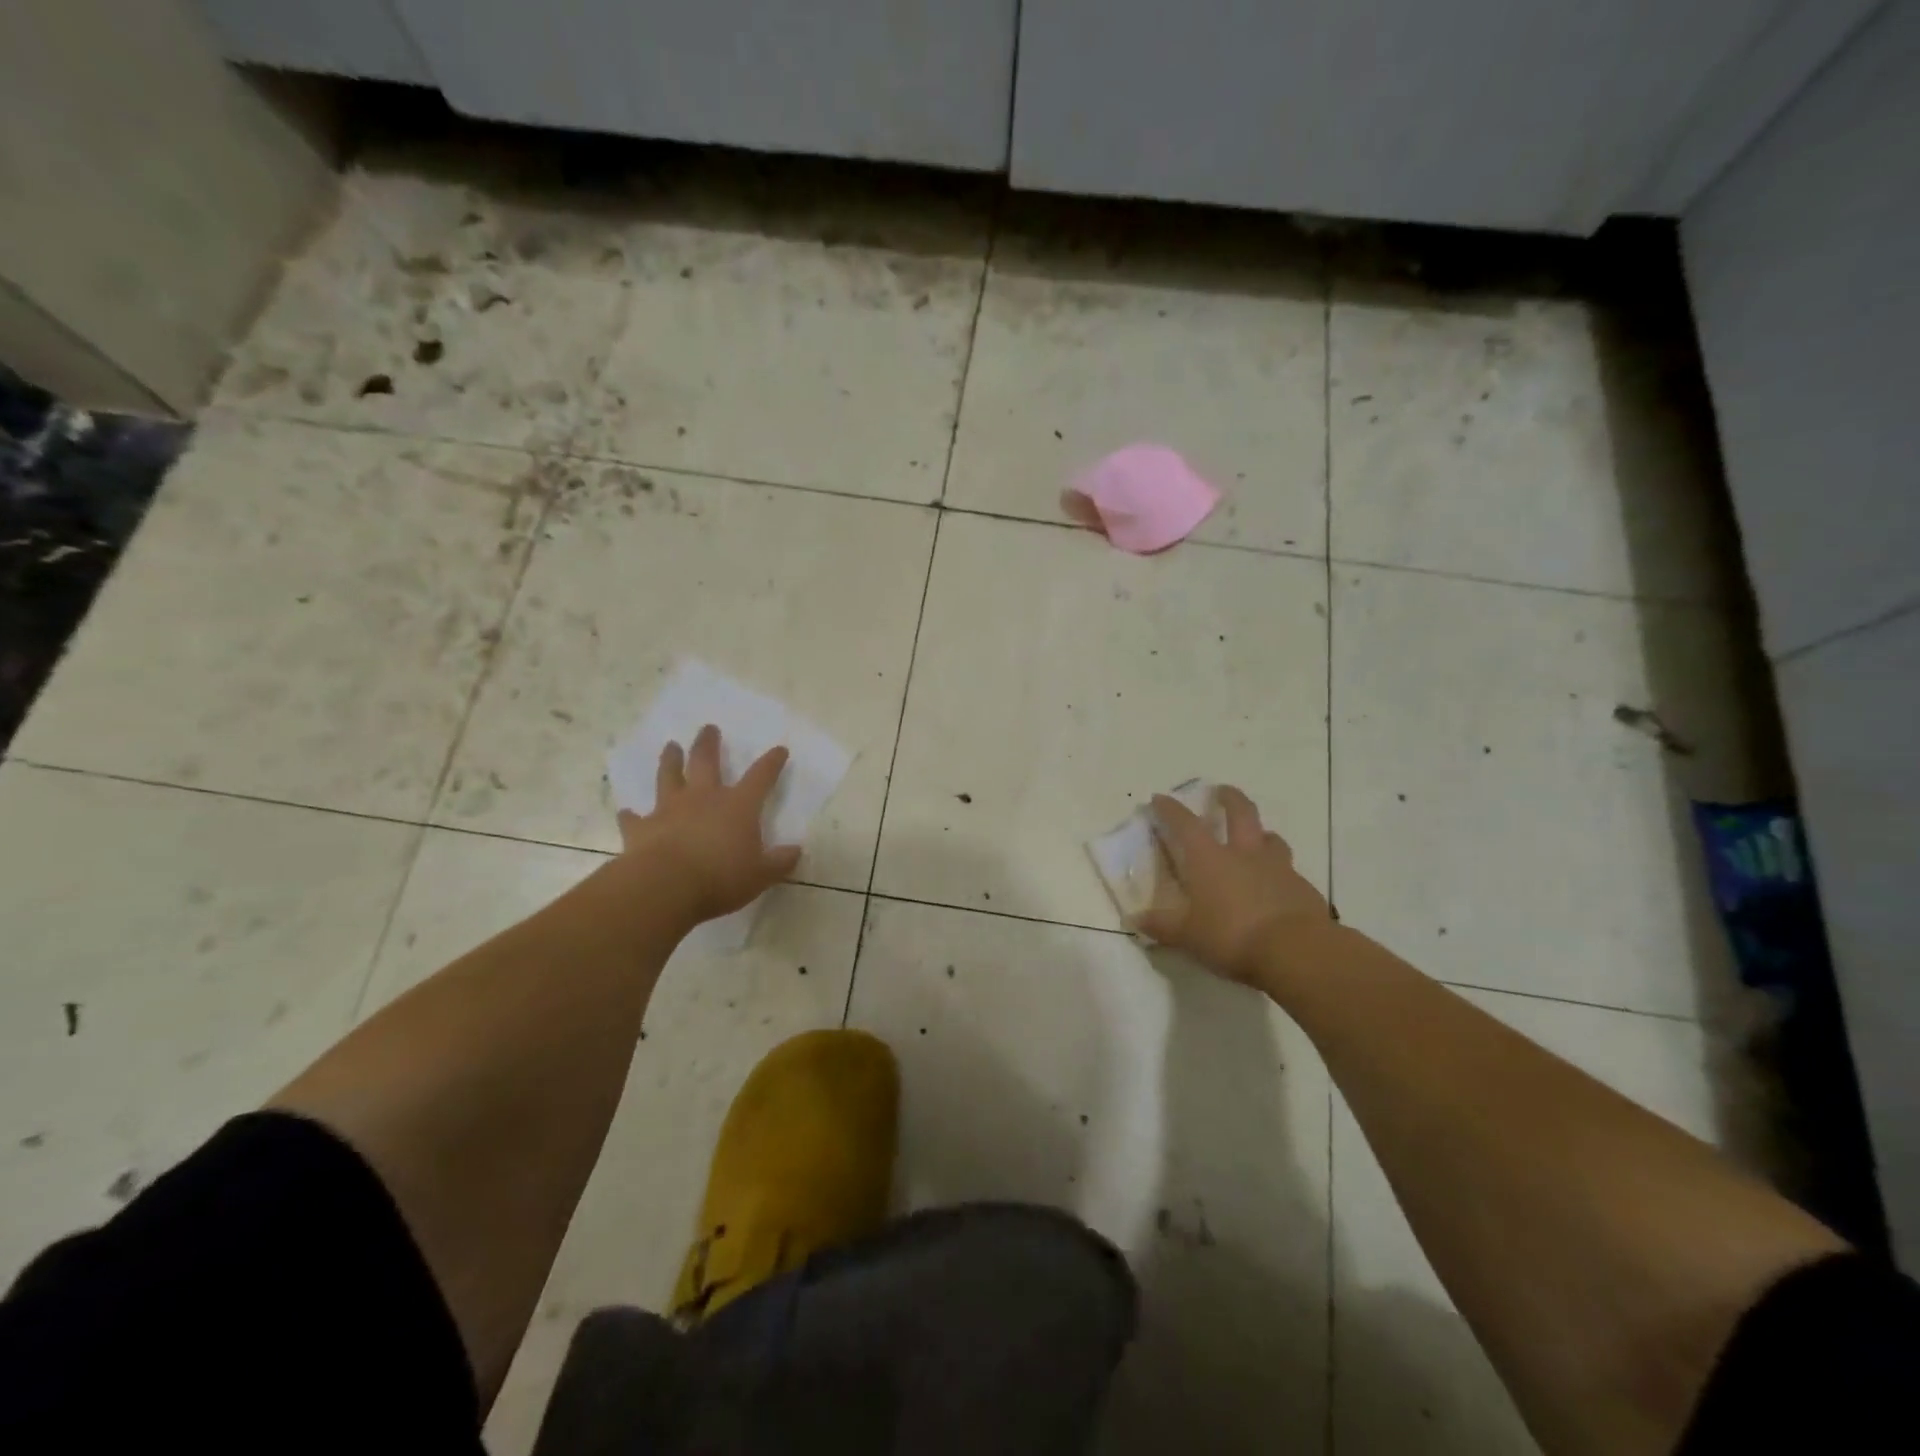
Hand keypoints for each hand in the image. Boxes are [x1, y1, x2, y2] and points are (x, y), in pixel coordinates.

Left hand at [617, 725, 801, 925]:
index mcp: (738, 806)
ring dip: (670, 760)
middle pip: (706, 762)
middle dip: (709, 744)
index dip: (771, 762)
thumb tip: (795, 851)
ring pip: (669, 777)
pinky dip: (631, 815)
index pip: (761, 777)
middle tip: (708, 728)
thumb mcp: (761, 874)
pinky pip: (634, 818)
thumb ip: (779, 862)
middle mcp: (704, 799)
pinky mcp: (641, 828)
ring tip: (670, 746)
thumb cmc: (721, 878)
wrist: (665, 886)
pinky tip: (627, 812)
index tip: (779, 749)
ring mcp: (670, 810)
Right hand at [1133, 785, 1329, 986]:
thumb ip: (1162, 926)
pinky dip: (1280, 873)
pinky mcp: (1303, 889)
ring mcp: (1278, 868)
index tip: (1160, 798)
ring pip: (1271, 839)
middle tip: (1222, 790)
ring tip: (1257, 839)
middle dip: (1230, 798)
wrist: (1296, 951)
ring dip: (1262, 834)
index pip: (1185, 824)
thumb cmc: (1232, 936)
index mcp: (1210, 859)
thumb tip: (1136, 920)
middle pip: (1240, 813)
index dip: (1171, 810)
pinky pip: (1290, 872)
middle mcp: (1244, 854)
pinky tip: (1278, 887)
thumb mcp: (1188, 936)